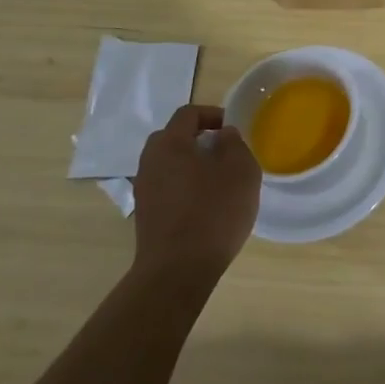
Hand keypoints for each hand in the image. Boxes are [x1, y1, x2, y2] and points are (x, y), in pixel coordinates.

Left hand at [129, 105, 261, 295]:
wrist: (178, 270)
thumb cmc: (214, 211)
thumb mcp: (240, 170)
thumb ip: (233, 143)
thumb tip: (222, 135)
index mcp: (169, 144)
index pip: (188, 114)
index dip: (213, 114)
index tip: (233, 129)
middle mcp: (149, 162)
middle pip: (174, 138)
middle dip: (199, 139)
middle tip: (225, 153)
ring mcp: (144, 190)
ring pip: (170, 165)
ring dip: (192, 166)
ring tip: (219, 182)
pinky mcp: (146, 215)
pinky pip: (168, 188)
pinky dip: (185, 188)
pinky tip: (206, 206)